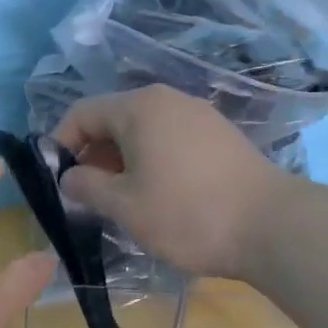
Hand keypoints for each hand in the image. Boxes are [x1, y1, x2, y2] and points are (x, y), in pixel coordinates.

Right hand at [52, 85, 289, 278]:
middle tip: (87, 196)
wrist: (271, 227)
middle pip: (113, 119)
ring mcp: (199, 115)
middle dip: (92, 154)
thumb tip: (69, 176)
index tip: (56, 180)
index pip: (82, 113)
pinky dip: (151, 161)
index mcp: (139, 107)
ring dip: (121, 161)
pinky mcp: (220, 136)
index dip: (61, 144)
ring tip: (121, 200)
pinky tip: (158, 195)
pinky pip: (170, 140)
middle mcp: (169, 100)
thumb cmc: (187, 214)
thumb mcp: (125, 205)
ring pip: (143, 131)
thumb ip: (87, 186)